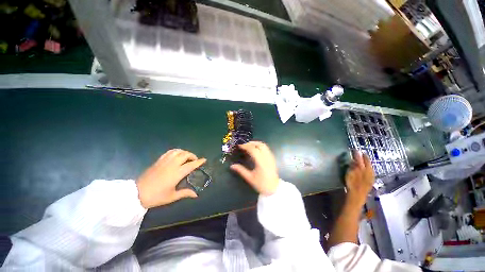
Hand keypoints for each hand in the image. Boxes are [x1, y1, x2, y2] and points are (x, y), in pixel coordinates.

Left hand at [136, 149, 205, 208]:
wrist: (136, 194)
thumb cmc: (156, 196)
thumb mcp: (172, 197)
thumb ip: (185, 193)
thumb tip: (196, 195)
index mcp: (177, 173)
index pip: (191, 165)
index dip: (199, 162)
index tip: (204, 160)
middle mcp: (172, 164)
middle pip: (185, 155)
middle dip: (192, 156)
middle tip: (195, 160)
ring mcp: (165, 161)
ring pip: (178, 151)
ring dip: (185, 152)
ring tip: (187, 157)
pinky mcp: (158, 161)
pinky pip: (169, 152)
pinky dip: (176, 151)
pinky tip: (177, 154)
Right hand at [230, 141, 279, 195]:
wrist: (274, 189)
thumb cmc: (261, 184)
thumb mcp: (250, 178)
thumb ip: (241, 170)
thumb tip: (232, 166)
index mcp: (261, 162)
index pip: (253, 149)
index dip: (245, 146)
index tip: (239, 145)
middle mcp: (267, 157)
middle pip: (260, 145)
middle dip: (251, 143)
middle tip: (243, 145)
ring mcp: (271, 157)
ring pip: (264, 145)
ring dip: (256, 143)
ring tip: (248, 146)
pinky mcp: (272, 158)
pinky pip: (266, 148)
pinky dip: (260, 146)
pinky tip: (255, 150)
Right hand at [345, 150, 374, 206]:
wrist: (357, 196)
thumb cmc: (352, 184)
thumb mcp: (350, 174)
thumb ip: (353, 166)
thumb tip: (354, 160)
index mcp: (363, 169)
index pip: (361, 159)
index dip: (358, 154)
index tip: (356, 150)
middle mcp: (368, 171)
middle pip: (367, 163)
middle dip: (364, 158)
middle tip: (362, 153)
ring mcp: (370, 177)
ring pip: (370, 167)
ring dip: (367, 163)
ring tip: (365, 159)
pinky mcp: (370, 181)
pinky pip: (371, 172)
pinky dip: (369, 169)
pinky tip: (368, 169)